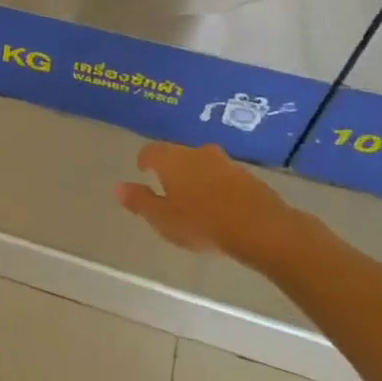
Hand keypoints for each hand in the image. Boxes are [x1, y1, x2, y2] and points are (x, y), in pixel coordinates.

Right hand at [116, 142, 301, 261]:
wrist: (263, 229)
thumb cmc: (203, 223)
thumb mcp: (162, 219)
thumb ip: (139, 202)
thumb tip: (119, 187)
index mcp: (172, 160)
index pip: (151, 151)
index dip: (145, 160)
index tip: (143, 171)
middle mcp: (198, 154)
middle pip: (179, 155)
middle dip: (172, 168)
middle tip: (168, 186)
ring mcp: (227, 164)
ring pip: (204, 164)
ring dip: (197, 176)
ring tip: (195, 197)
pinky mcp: (249, 178)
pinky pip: (225, 177)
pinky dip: (218, 186)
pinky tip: (220, 206)